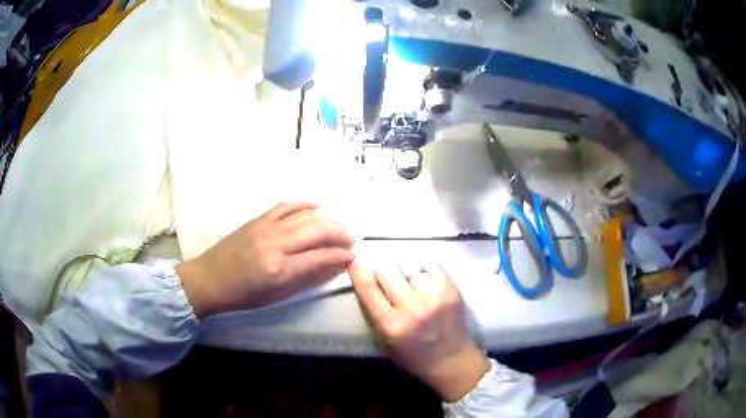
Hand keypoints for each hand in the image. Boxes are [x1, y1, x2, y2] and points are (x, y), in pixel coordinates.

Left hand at [177, 202, 354, 317]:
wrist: (210, 279)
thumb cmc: (244, 295)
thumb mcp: (277, 295)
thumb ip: (307, 279)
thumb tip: (332, 266)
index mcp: (280, 270)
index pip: (320, 257)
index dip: (340, 255)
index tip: (352, 256)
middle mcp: (275, 244)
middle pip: (317, 230)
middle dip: (339, 233)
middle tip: (351, 239)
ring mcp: (266, 228)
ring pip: (304, 216)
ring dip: (327, 219)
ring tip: (340, 225)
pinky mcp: (257, 219)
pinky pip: (285, 206)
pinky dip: (304, 204)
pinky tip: (317, 205)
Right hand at [349, 263, 489, 401]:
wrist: (452, 360)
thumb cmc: (413, 355)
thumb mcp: (384, 341)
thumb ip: (373, 312)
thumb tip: (365, 280)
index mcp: (391, 325)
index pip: (368, 288)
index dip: (358, 272)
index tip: (355, 263)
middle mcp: (412, 308)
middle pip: (386, 270)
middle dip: (382, 273)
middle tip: (388, 282)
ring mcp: (434, 296)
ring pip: (408, 266)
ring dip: (405, 273)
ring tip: (410, 284)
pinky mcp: (451, 289)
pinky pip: (430, 264)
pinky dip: (423, 269)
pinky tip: (425, 281)